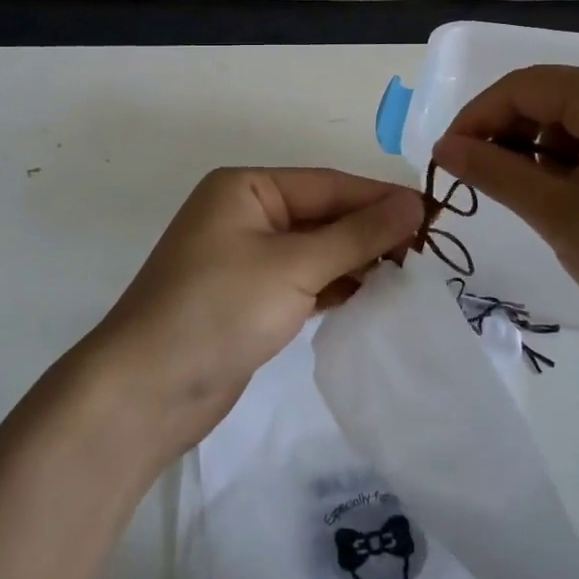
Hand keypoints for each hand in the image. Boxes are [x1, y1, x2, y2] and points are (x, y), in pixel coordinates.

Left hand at [75, 168, 423, 461]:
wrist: (144, 393)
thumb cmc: (218, 310)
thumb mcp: (293, 266)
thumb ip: (357, 235)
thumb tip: (414, 203)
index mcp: (247, 188)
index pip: (328, 184)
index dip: (380, 197)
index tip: (433, 213)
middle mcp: (246, 214)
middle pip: (323, 215)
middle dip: (371, 232)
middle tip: (429, 249)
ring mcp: (246, 258)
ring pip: (317, 249)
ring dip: (358, 261)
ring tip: (411, 274)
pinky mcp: (250, 298)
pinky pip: (305, 280)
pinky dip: (336, 286)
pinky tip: (373, 296)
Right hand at [432, 63, 578, 350]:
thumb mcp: (558, 212)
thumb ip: (494, 171)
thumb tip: (444, 147)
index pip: (521, 87)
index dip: (475, 119)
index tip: (445, 160)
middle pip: (546, 99)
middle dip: (505, 136)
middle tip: (475, 182)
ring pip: (569, 120)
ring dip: (534, 152)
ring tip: (520, 197)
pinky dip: (567, 162)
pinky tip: (560, 198)